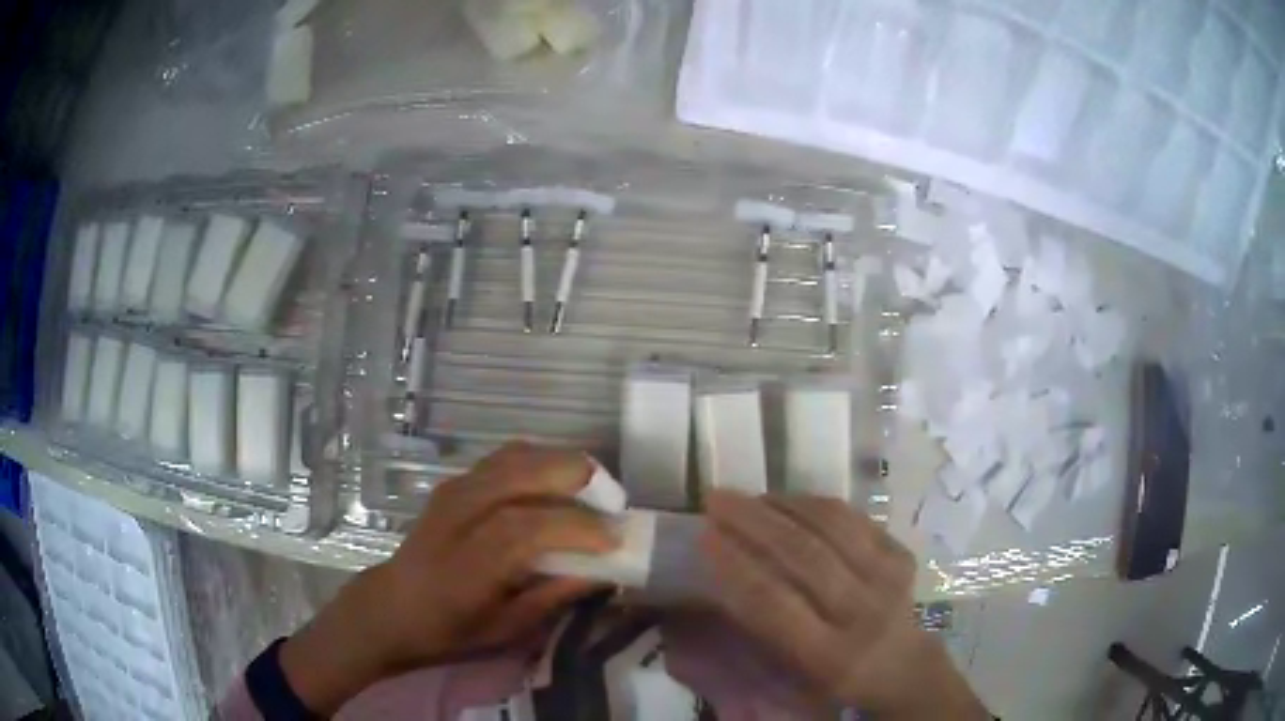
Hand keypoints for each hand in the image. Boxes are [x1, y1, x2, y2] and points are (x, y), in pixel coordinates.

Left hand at [280, 442, 616, 713]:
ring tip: (593, 490)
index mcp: (469, 561)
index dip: (576, 528)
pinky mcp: (454, 481)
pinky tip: (556, 482)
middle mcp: (460, 515)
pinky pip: (504, 457)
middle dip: (577, 479)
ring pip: (516, 456)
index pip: (527, 528)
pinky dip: (539, 460)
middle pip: (522, 473)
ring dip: (560, 464)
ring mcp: (455, 490)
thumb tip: (604, 571)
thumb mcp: (506, 630)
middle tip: (613, 503)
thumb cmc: (451, 629)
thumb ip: (554, 596)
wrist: (394, 605)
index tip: (615, 538)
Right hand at [701, 491, 988, 719]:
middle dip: (753, 522)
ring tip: (747, 495)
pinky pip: (853, 518)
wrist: (902, 668)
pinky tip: (787, 501)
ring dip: (782, 505)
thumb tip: (715, 581)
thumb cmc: (834, 679)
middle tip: (716, 499)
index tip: (703, 535)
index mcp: (829, 656)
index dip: (736, 566)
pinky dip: (814, 504)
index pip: (774, 603)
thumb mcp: (793, 673)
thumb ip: (759, 632)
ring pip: (831, 527)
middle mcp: (862, 614)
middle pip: (804, 555)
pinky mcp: (900, 554)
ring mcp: (888, 579)